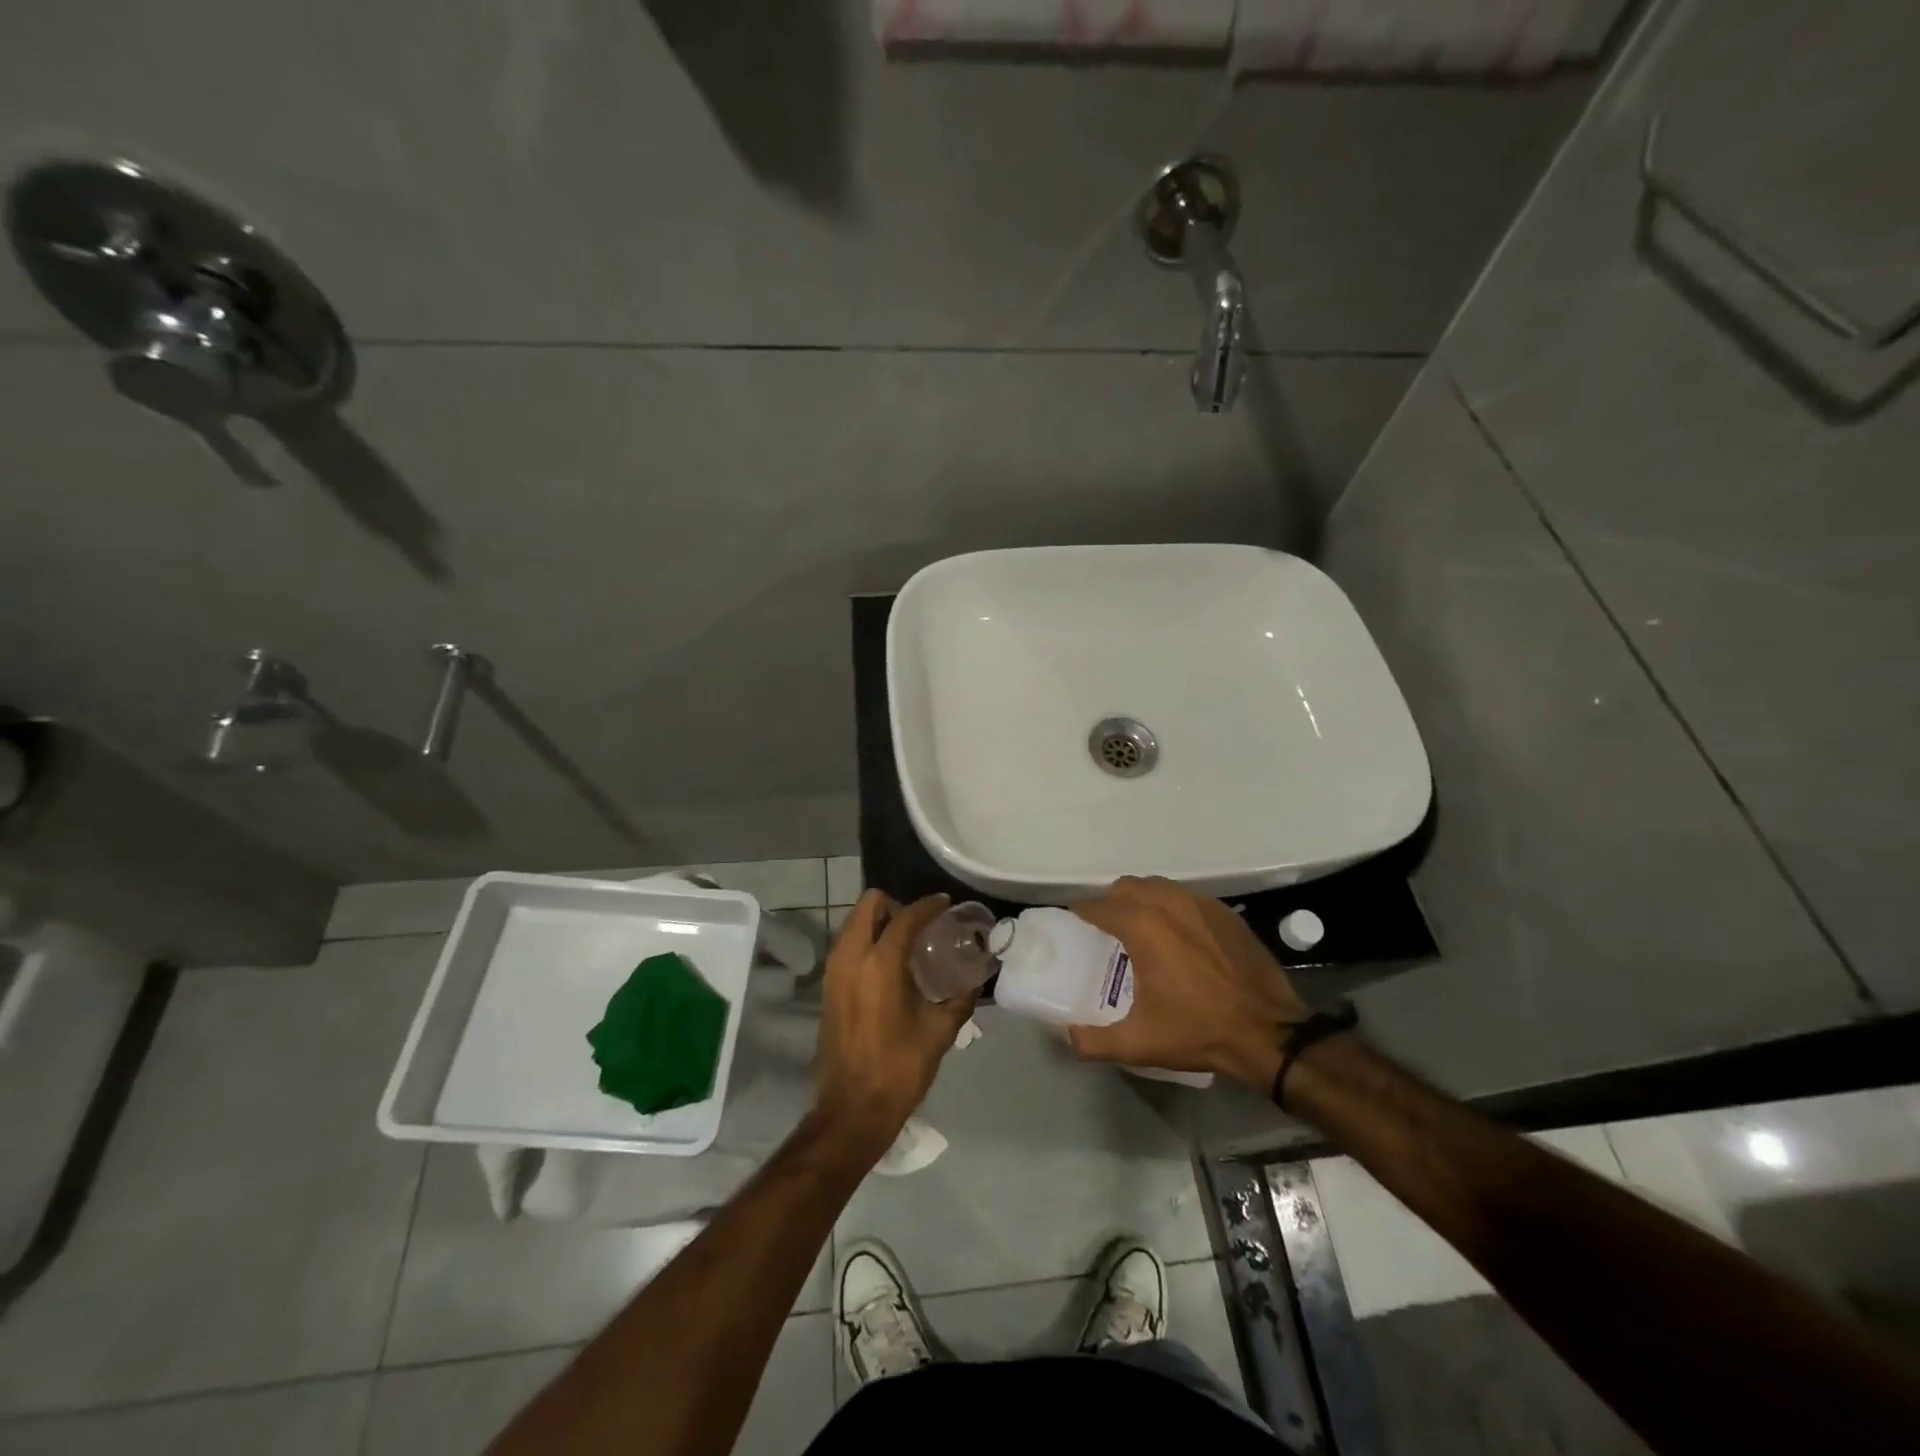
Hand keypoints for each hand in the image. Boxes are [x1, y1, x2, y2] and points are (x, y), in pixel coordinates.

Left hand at [813, 890, 976, 1155]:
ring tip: (905, 942)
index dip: (928, 905)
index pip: (906, 916)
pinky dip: (865, 941)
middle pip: (869, 905)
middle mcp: (852, 957)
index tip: (945, 903)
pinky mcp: (826, 986)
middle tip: (920, 924)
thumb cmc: (900, 1068)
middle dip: (895, 905)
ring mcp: (834, 970)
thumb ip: (960, 998)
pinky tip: (887, 964)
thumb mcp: (939, 1031)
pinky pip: (846, 945)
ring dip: (877, 922)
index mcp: (881, 964)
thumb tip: (976, 980)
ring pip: (853, 922)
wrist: (853, 1108)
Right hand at [1067, 877, 1308, 1089]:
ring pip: (1158, 886)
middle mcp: (1169, 904)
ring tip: (1139, 925)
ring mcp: (1202, 904)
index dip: (1082, 911)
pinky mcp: (1226, 913)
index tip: (1075, 921)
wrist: (1270, 1032)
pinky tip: (1176, 932)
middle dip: (1111, 900)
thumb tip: (1066, 1034)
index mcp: (1143, 927)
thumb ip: (1092, 1041)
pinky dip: (1172, 905)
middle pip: (1127, 887)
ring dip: (1142, 899)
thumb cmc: (1199, 1031)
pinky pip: (1187, 896)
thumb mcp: (1139, 1043)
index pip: (1099, 906)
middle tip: (1106, 925)